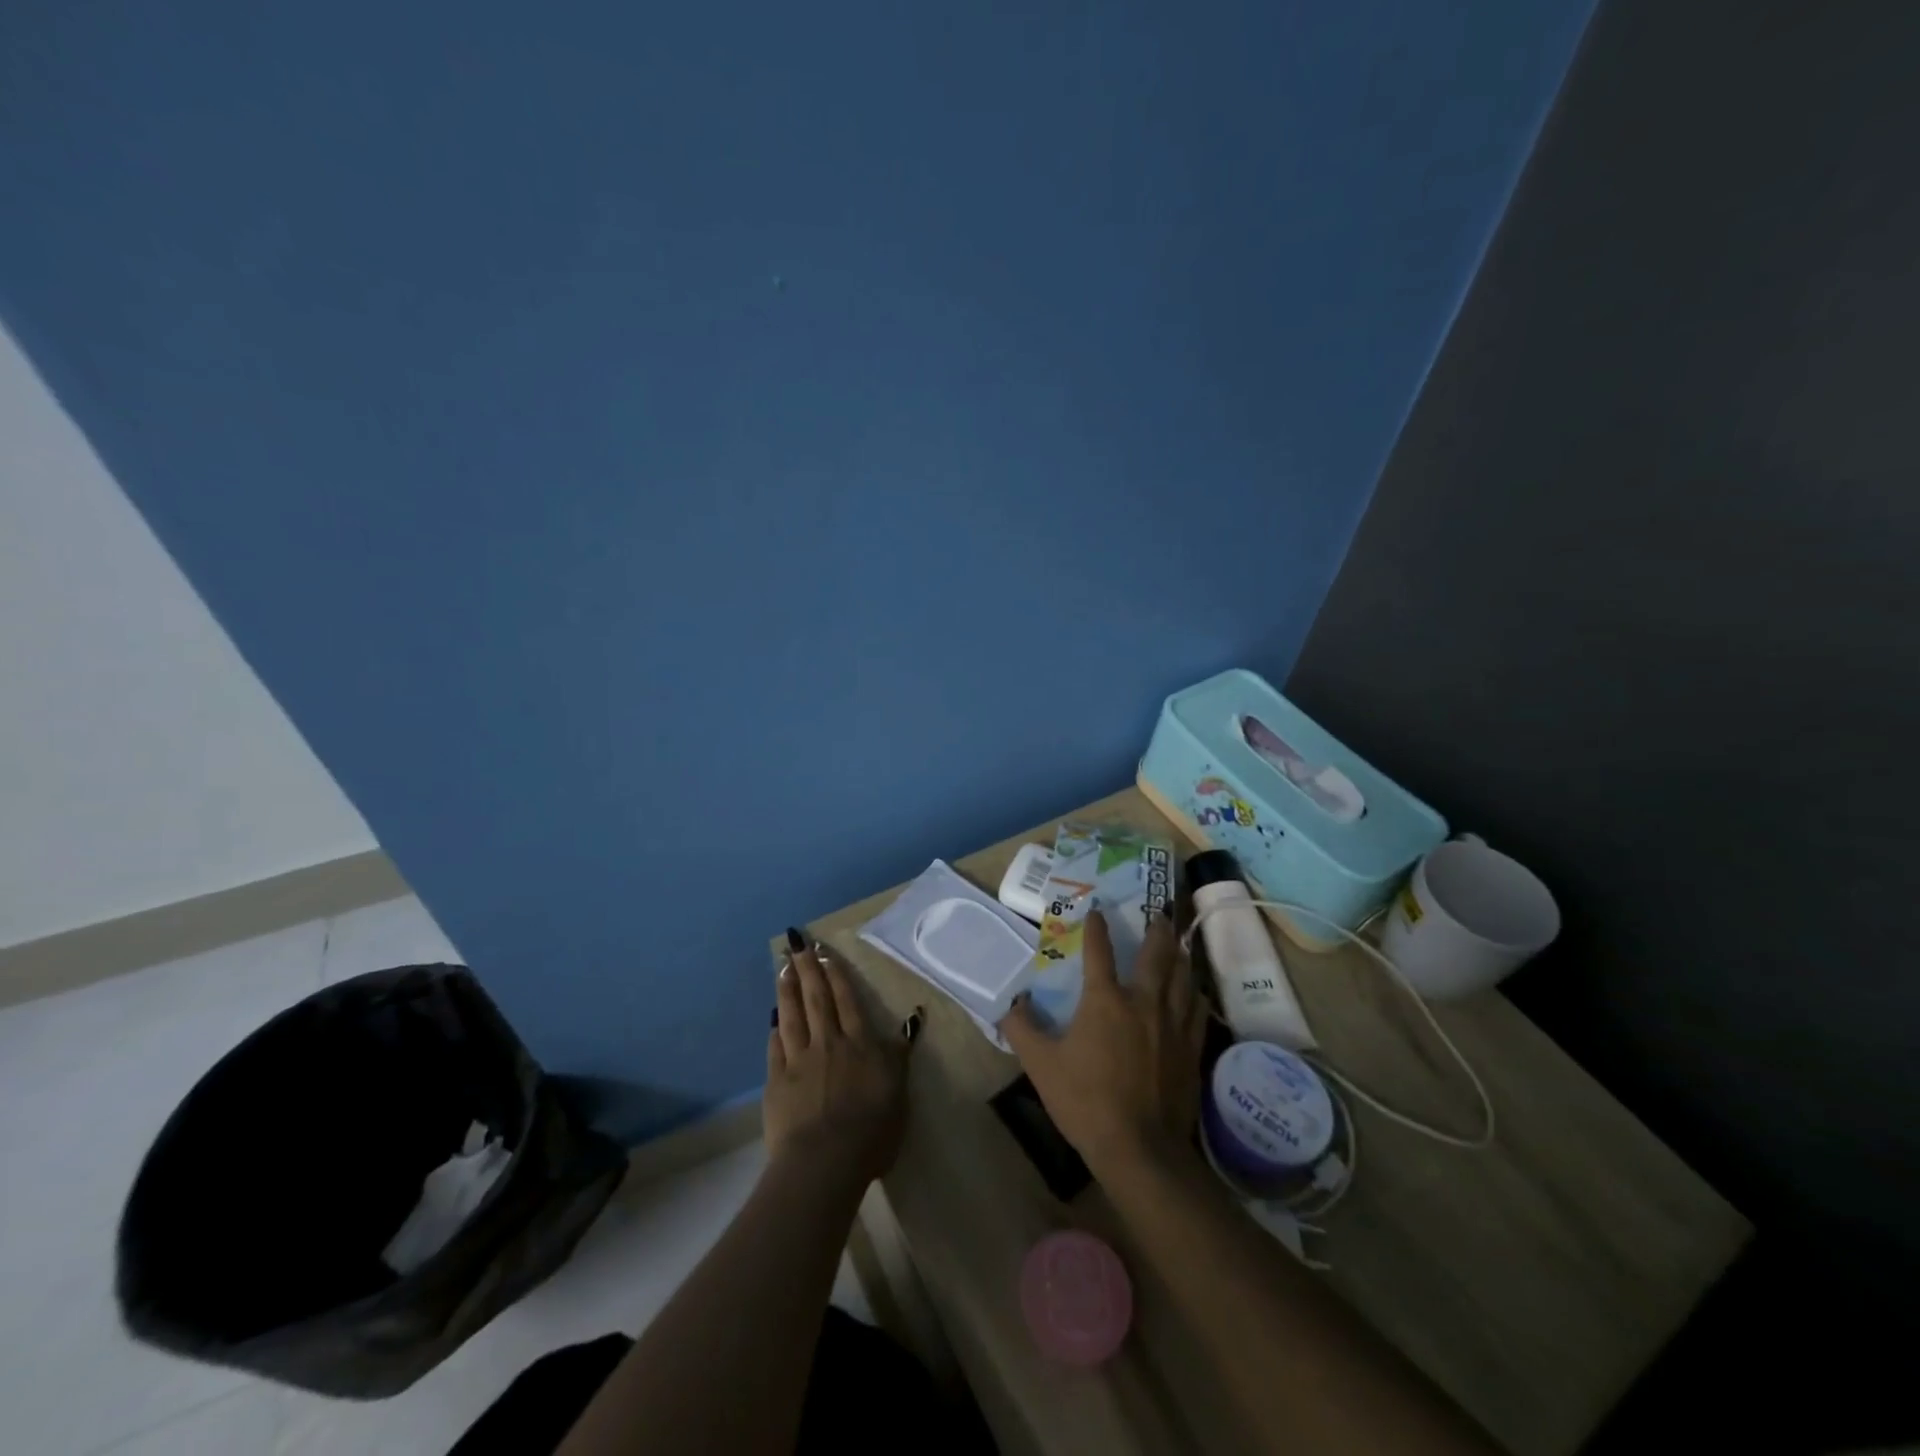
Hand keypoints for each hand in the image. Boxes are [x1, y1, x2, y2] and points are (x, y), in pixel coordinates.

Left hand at [765, 931, 910, 1190]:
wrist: (824, 1162)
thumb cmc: (871, 1131)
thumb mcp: (898, 1092)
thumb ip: (898, 1055)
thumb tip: (910, 1022)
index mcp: (859, 1045)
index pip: (847, 1000)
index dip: (836, 975)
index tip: (825, 953)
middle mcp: (828, 1043)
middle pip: (817, 999)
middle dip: (808, 969)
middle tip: (798, 944)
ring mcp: (799, 1061)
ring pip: (792, 1016)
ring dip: (787, 990)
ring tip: (783, 968)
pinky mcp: (776, 1082)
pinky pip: (775, 1048)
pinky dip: (775, 1030)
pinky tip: (773, 1019)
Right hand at [999, 910, 1204, 1178]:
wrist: (1140, 1149)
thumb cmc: (1086, 1102)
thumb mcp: (1041, 1066)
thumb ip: (1022, 1030)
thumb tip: (1011, 1004)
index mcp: (1106, 1000)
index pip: (1099, 951)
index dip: (1096, 928)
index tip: (1096, 911)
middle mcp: (1144, 1002)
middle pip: (1156, 956)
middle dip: (1156, 931)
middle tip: (1159, 915)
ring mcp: (1173, 1025)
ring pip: (1182, 979)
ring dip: (1179, 958)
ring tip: (1179, 946)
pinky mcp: (1191, 1049)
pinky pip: (1197, 1010)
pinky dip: (1194, 994)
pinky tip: (1193, 994)